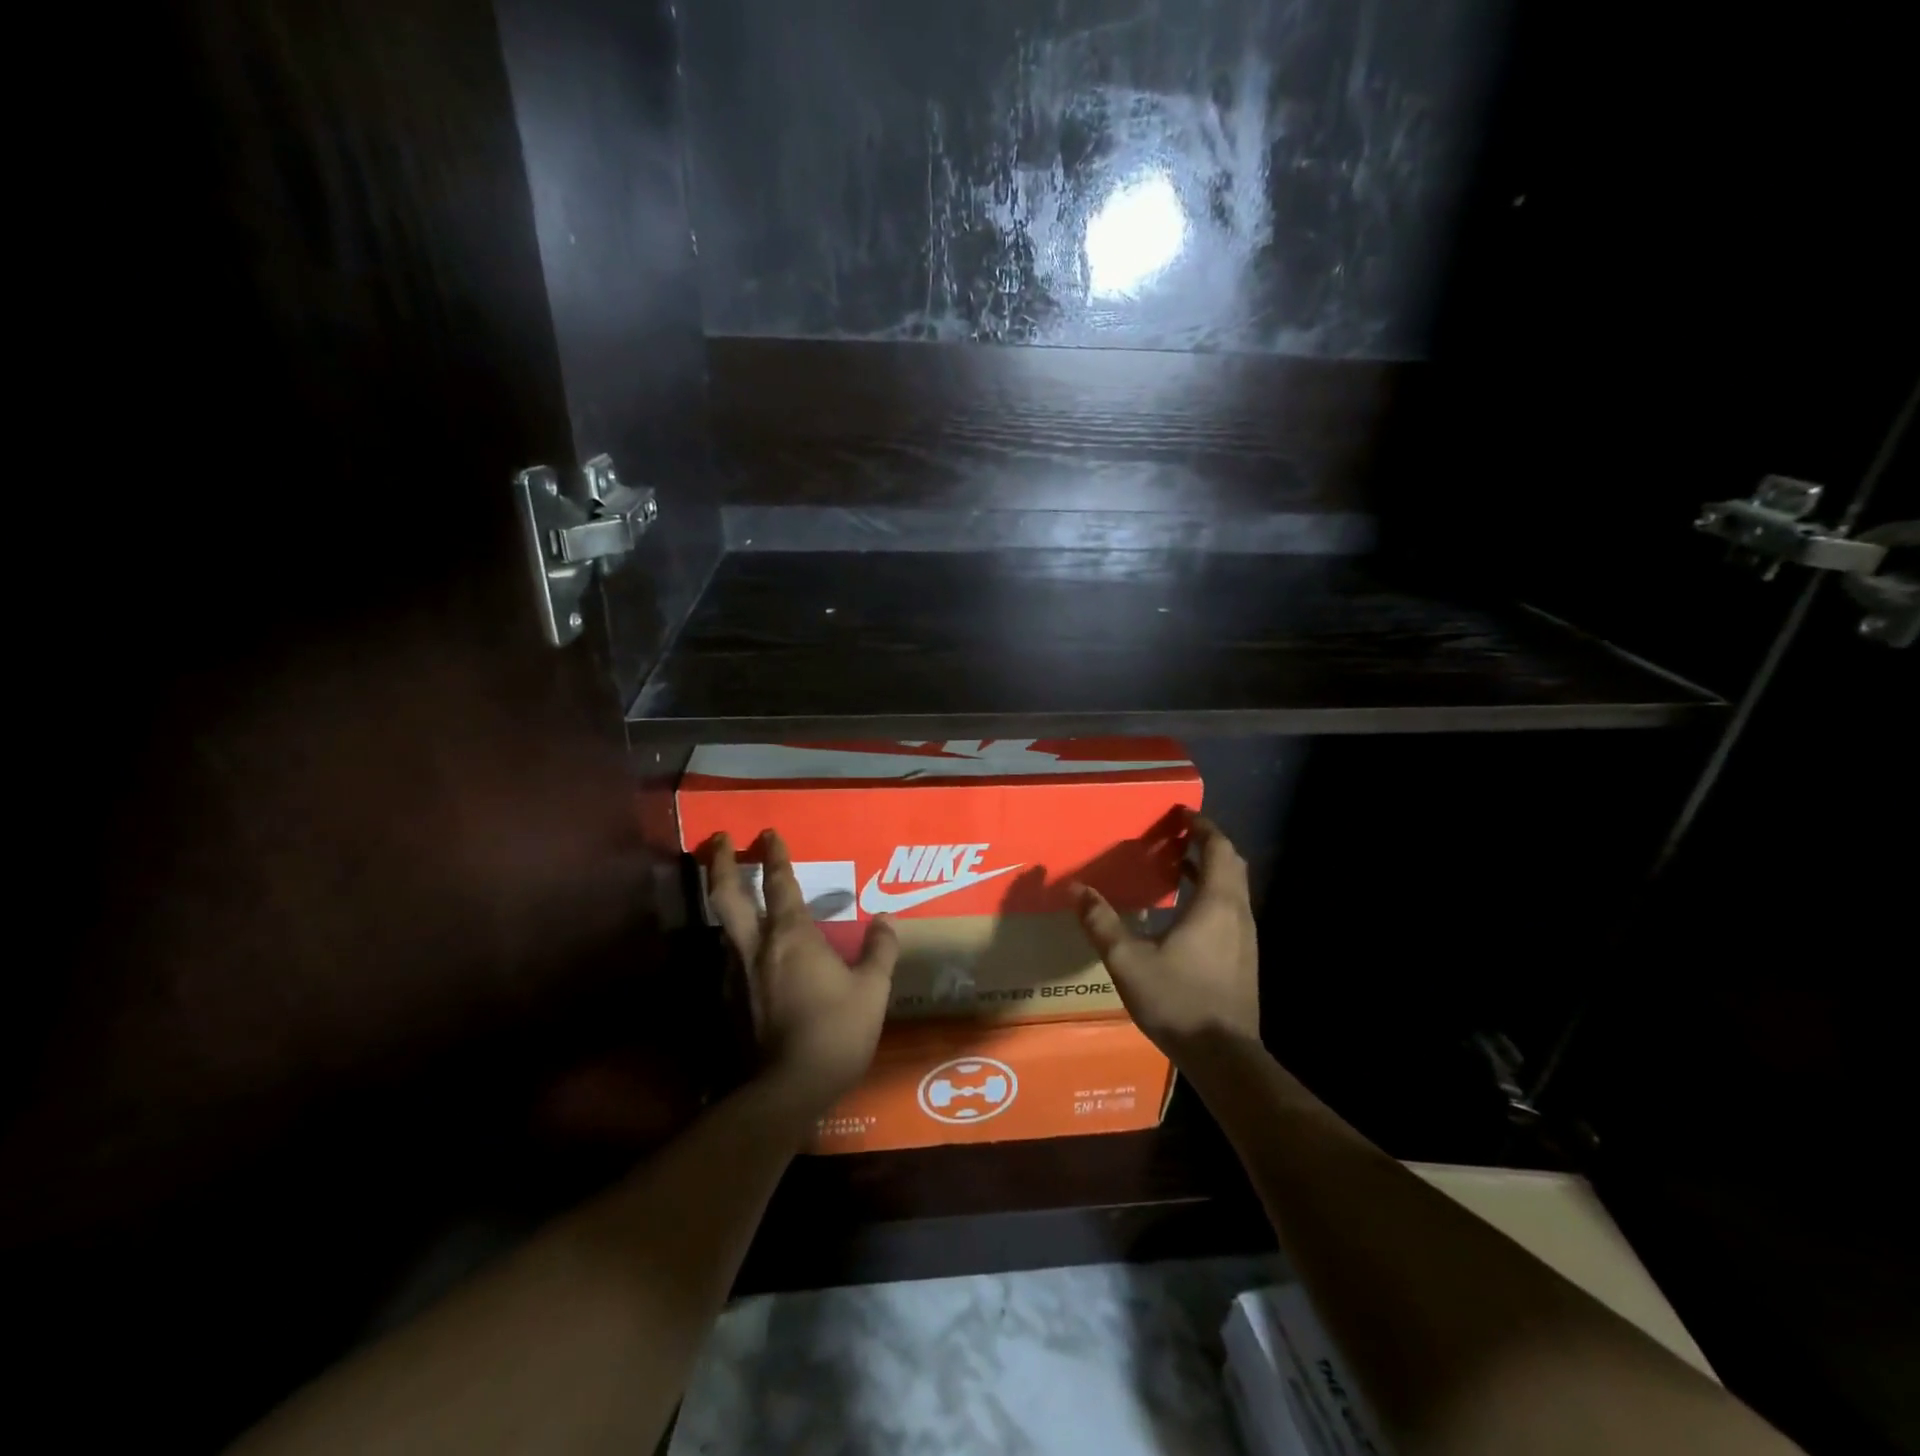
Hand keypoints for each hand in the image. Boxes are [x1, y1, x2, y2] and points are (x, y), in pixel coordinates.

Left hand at [705, 830, 897, 1117]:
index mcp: (791, 936)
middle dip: (718, 862)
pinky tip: (745, 953)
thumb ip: (880, 950)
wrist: (785, 1090)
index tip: (769, 833)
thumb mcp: (872, 991)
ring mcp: (734, 975)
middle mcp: (755, 946)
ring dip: (723, 901)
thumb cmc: (835, 1032)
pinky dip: (733, 943)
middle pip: (726, 894)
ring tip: (729, 892)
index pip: (780, 883)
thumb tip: (885, 920)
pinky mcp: (725, 1002)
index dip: (775, 855)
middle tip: (716, 839)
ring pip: (721, 926)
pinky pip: (727, 959)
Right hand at [1073, 814, 1258, 1059]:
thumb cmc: (1177, 1000)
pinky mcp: (1245, 959)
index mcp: (1216, 903)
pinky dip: (1212, 895)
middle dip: (1208, 843)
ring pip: (1234, 888)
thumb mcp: (1128, 960)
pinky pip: (1231, 910)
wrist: (1224, 1056)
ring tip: (1177, 866)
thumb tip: (1075, 888)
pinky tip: (1185, 912)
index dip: (1203, 826)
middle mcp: (1238, 913)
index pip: (1219, 848)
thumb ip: (1101, 922)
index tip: (1181, 814)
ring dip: (1210, 870)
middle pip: (1232, 864)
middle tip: (1176, 836)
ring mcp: (1246, 938)